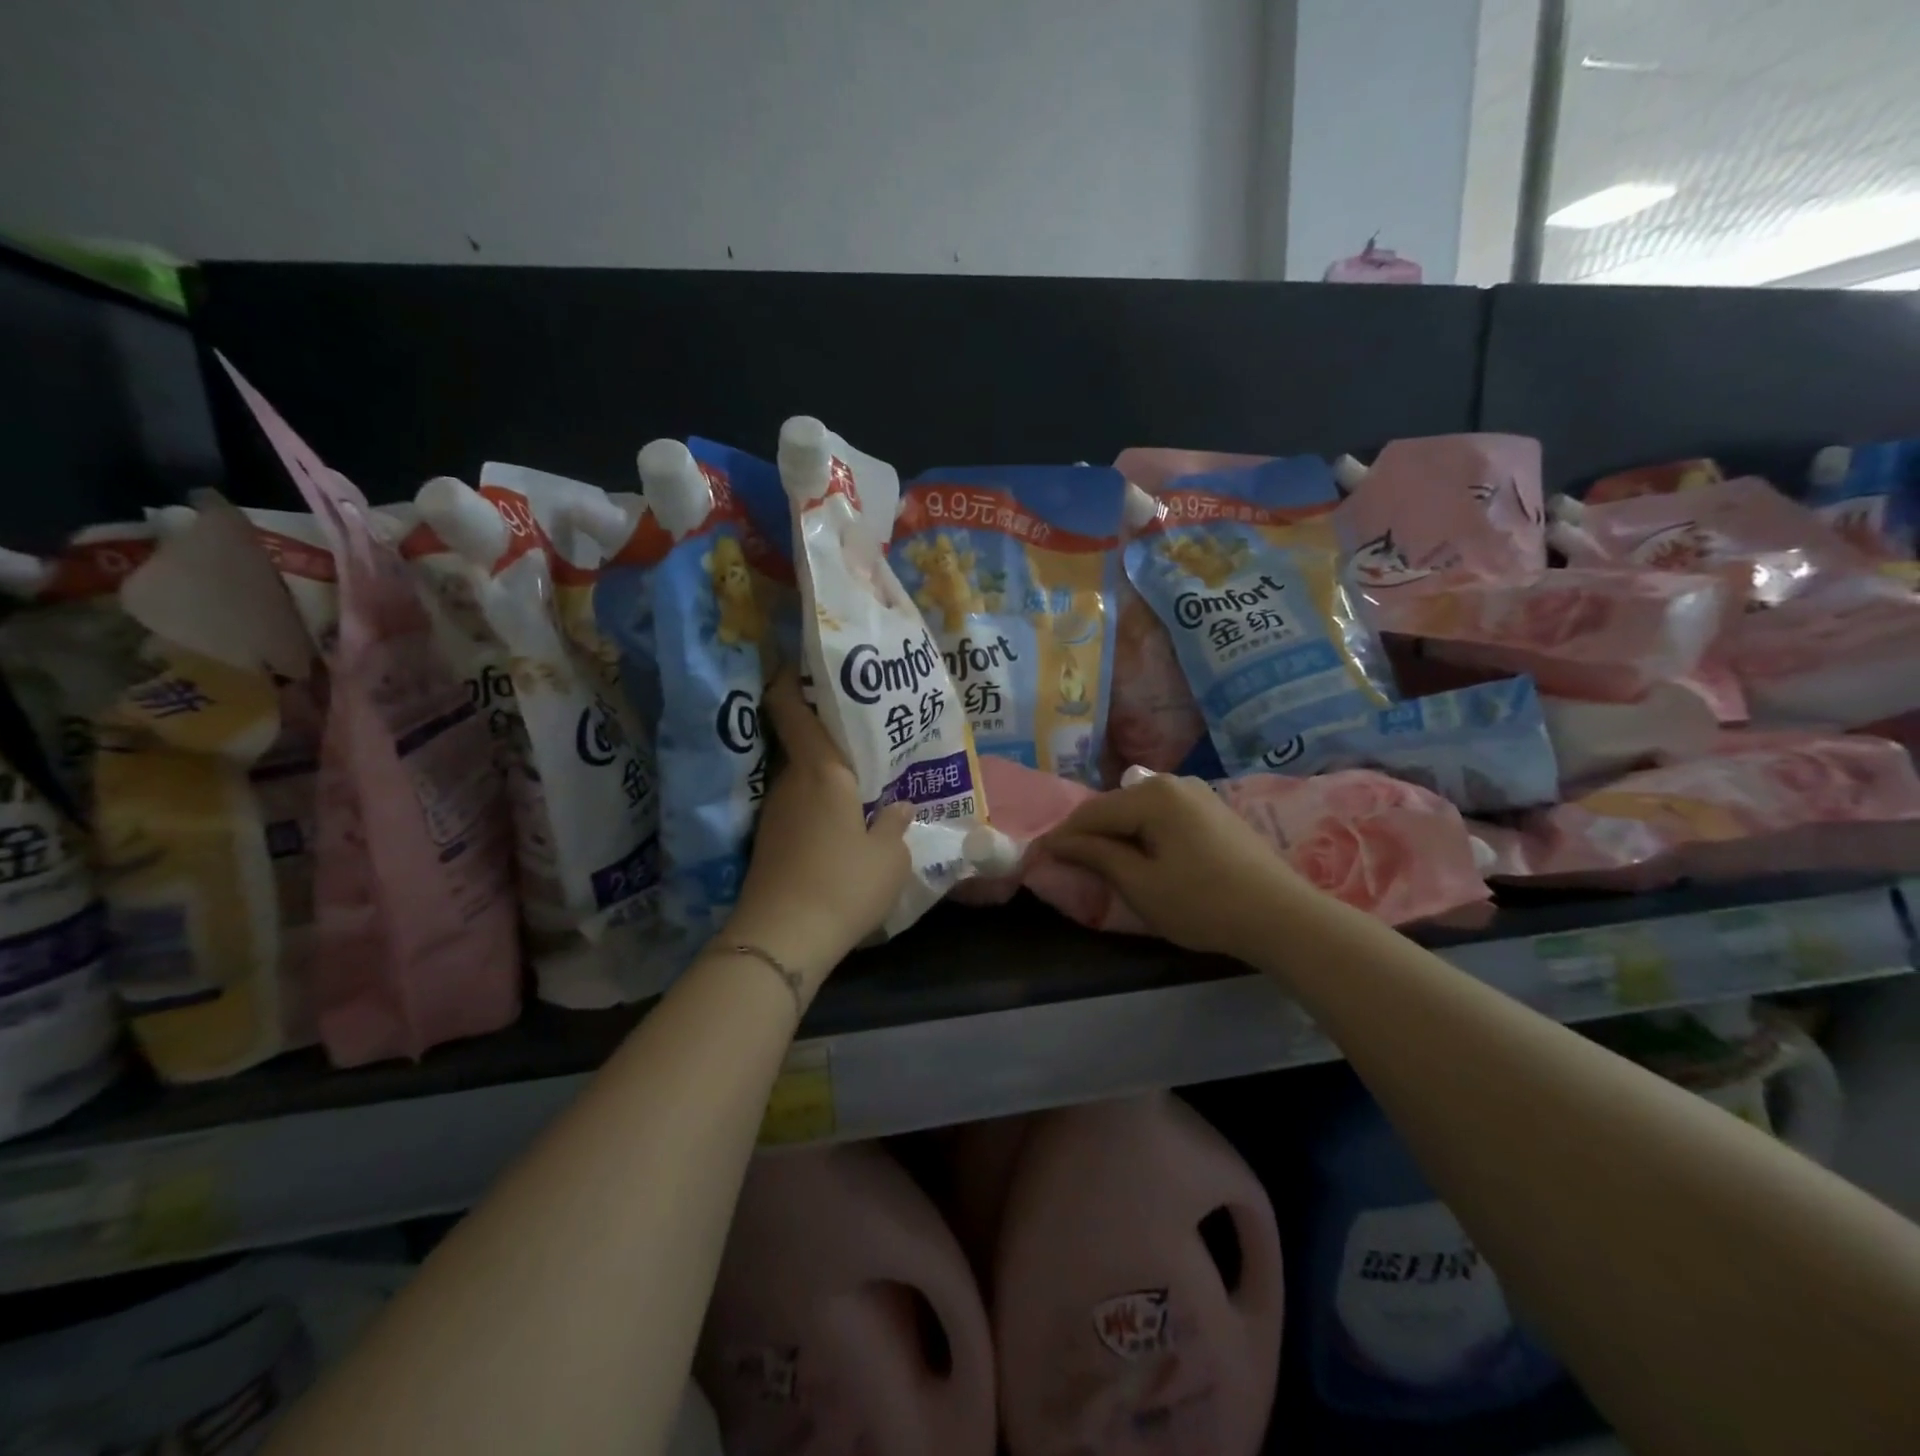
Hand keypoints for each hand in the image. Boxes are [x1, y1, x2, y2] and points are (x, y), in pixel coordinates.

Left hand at [723, 671, 912, 993]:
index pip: (792, 710)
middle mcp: (791, 783)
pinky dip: (816, 805)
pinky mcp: (768, 843)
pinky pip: (797, 808)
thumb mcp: (890, 858)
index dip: (790, 681)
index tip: (800, 664)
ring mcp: (774, 814)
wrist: (782, 939)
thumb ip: (896, 825)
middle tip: (862, 733)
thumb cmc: (844, 885)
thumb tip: (898, 807)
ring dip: (825, 776)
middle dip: (827, 735)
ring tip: (860, 781)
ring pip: (801, 779)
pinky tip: (839, 824)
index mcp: (822, 772)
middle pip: (803, 744)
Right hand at [1039, 770, 1320, 961]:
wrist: (1281, 916)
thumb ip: (1097, 856)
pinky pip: (1162, 816)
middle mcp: (1173, 783)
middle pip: (1115, 806)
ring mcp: (1197, 794)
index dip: (1062, 836)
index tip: (1036, 857)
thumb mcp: (1141, 884)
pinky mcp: (1213, 811)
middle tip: (1065, 861)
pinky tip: (1139, 856)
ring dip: (1116, 834)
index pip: (1092, 813)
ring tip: (1098, 862)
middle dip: (1088, 834)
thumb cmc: (1203, 902)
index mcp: (1152, 795)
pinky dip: (1142, 834)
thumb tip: (1060, 842)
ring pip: (1138, 810)